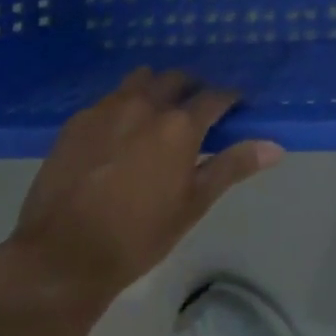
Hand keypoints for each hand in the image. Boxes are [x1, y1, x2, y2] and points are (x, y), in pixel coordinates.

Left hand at [0, 69, 282, 322]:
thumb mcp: (192, 205)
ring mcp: (107, 107)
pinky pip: (109, 99)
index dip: (229, 99)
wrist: (60, 256)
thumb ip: (232, 166)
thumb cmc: (137, 237)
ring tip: (156, 116)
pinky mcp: (77, 119)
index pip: (215, 96)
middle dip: (191, 89)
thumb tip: (275, 146)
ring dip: (156, 89)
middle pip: (177, 79)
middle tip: (196, 112)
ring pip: (141, 80)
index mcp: (179, 124)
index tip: (236, 106)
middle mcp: (145, 103)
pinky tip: (119, 134)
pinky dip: (123, 106)